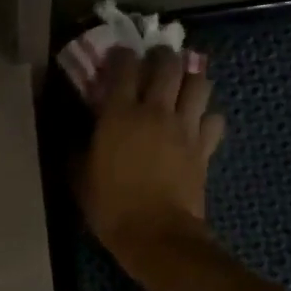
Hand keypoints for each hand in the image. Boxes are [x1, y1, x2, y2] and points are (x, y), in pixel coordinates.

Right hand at [76, 45, 224, 260]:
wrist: (156, 234)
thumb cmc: (111, 208)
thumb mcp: (80, 180)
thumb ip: (78, 150)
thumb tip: (76, 134)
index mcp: (119, 115)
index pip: (123, 67)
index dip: (120, 56)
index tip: (116, 58)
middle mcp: (155, 111)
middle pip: (168, 64)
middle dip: (161, 57)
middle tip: (154, 63)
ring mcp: (185, 127)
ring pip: (199, 82)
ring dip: (190, 79)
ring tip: (181, 87)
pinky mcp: (204, 147)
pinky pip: (214, 119)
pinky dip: (207, 117)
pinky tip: (198, 125)